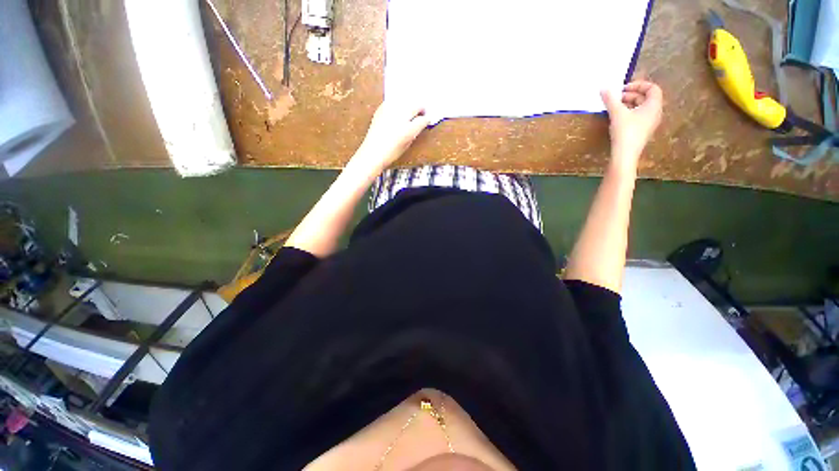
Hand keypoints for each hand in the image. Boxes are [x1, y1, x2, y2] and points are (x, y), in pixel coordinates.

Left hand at [354, 101, 430, 172]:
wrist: (373, 152)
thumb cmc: (391, 152)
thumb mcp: (407, 144)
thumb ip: (414, 132)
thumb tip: (419, 123)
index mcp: (408, 130)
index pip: (422, 119)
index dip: (426, 119)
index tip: (427, 120)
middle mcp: (399, 117)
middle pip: (415, 104)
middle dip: (420, 108)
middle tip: (421, 112)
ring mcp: (389, 111)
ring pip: (405, 100)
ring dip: (410, 104)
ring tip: (410, 110)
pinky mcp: (381, 109)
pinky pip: (394, 101)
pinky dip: (399, 104)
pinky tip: (398, 111)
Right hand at [600, 81, 662, 170]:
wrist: (625, 155)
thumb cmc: (625, 131)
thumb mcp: (617, 113)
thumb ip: (610, 100)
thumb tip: (604, 88)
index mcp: (654, 106)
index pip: (652, 88)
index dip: (638, 85)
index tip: (623, 88)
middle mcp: (655, 113)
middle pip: (646, 98)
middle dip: (631, 95)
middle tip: (615, 98)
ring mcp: (649, 123)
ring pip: (640, 108)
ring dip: (628, 105)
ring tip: (614, 108)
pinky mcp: (641, 132)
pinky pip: (637, 117)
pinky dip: (628, 113)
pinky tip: (616, 118)